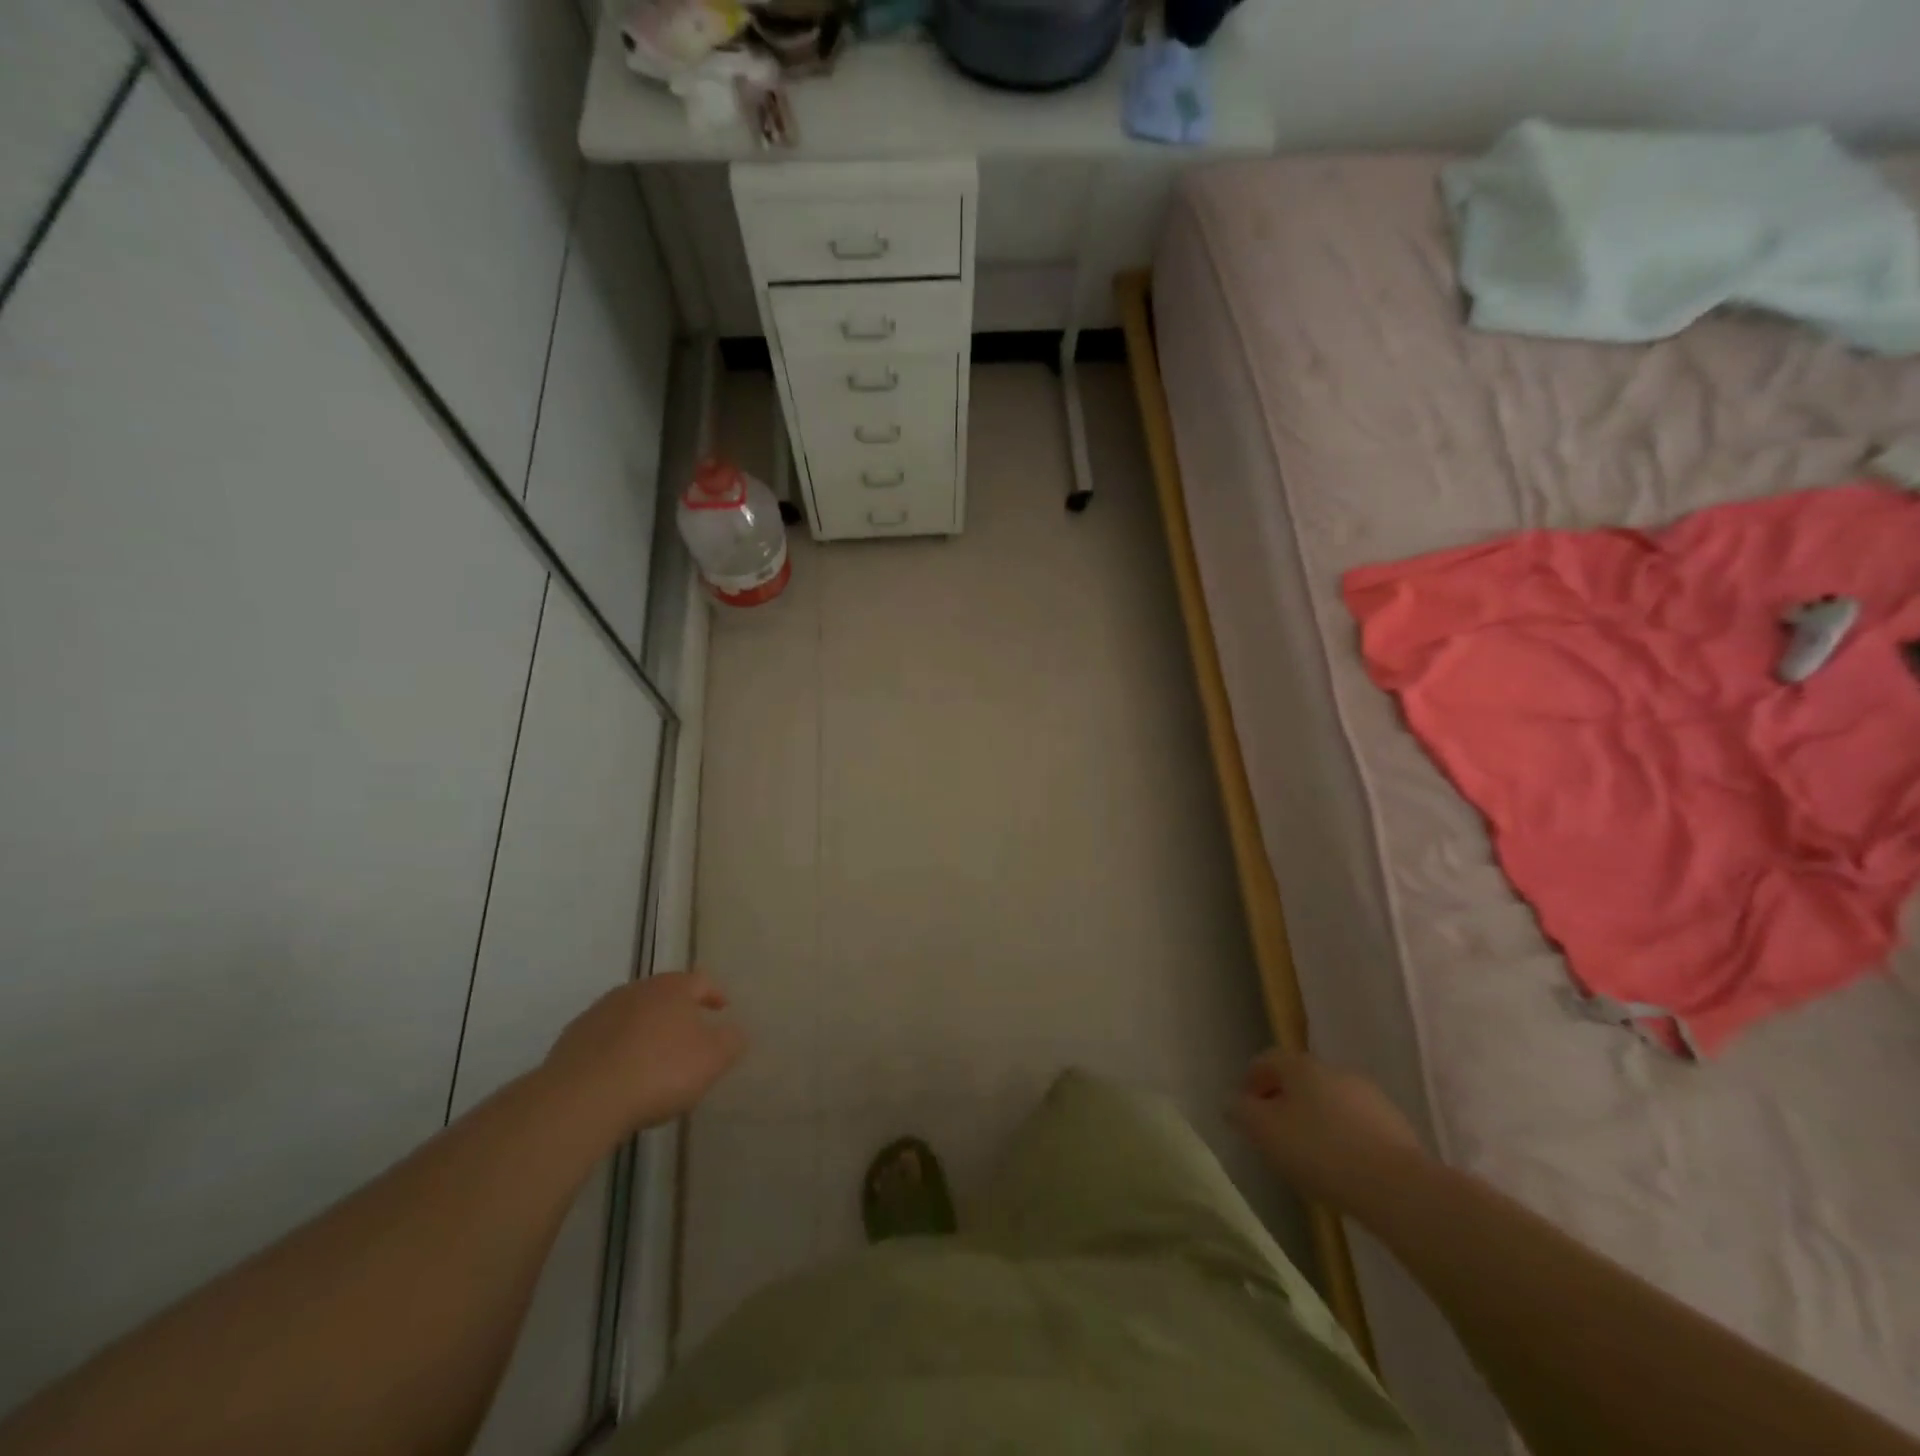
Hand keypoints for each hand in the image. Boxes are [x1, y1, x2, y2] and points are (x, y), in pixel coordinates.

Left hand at [544, 971, 745, 1134]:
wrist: (581, 1099)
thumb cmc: (659, 1071)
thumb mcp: (712, 1059)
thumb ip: (731, 1041)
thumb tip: (735, 1032)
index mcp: (672, 988)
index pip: (700, 981)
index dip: (714, 994)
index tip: (722, 1009)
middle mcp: (636, 990)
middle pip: (663, 994)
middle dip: (677, 1012)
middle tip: (689, 1035)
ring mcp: (600, 1012)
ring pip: (632, 1014)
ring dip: (645, 1030)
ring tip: (653, 1058)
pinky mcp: (572, 1039)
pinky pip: (604, 1039)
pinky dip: (617, 1049)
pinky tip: (620, 1075)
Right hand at [1232, 1049, 1426, 1210]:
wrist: (1397, 1188)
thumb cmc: (1319, 1151)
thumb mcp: (1264, 1132)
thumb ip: (1241, 1112)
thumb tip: (1233, 1102)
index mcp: (1301, 1065)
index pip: (1266, 1060)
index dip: (1251, 1081)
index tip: (1244, 1110)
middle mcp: (1335, 1070)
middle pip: (1299, 1079)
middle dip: (1283, 1101)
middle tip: (1273, 1133)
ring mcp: (1369, 1096)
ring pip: (1330, 1101)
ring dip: (1315, 1119)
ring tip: (1308, 1155)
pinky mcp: (1396, 1126)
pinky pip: (1356, 1125)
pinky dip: (1342, 1137)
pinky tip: (1341, 1167)